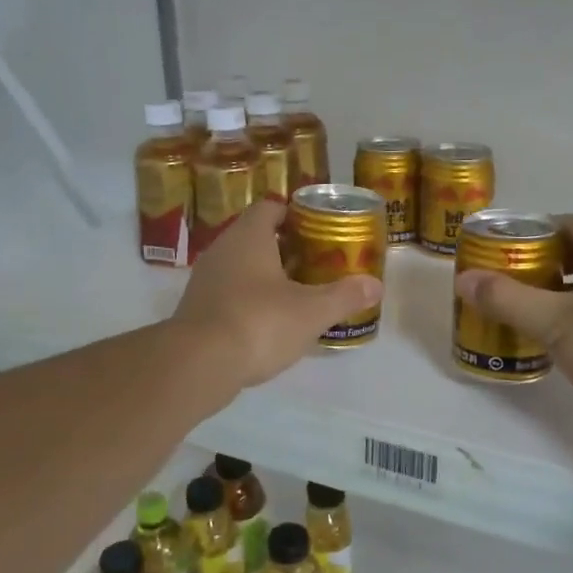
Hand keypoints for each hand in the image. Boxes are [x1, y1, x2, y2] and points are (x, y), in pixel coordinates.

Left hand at [172, 202, 382, 389]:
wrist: (197, 364)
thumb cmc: (259, 323)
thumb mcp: (311, 312)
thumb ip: (344, 296)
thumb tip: (375, 285)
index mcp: (249, 236)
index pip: (270, 208)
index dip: (295, 215)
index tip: (318, 231)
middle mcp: (222, 249)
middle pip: (256, 237)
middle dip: (286, 248)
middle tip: (316, 264)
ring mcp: (205, 280)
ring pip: (241, 267)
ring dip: (267, 276)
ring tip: (298, 294)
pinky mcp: (197, 309)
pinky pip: (229, 293)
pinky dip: (250, 301)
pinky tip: (270, 323)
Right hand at [454, 214, 572, 433]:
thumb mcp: (552, 322)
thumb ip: (507, 298)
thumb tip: (465, 279)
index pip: (571, 224)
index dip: (536, 234)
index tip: (505, 252)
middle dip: (545, 265)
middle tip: (511, 282)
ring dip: (564, 292)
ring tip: (528, 310)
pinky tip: (561, 339)